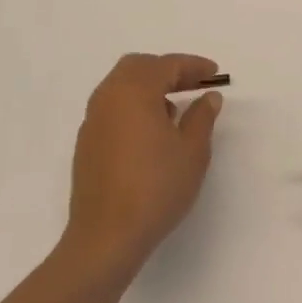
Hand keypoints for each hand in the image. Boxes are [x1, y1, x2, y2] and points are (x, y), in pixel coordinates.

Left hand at [62, 53, 222, 285]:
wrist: (106, 237)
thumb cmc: (156, 188)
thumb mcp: (192, 151)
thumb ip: (202, 117)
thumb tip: (208, 97)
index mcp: (134, 91)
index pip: (167, 65)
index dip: (193, 66)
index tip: (214, 73)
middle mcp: (108, 97)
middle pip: (138, 67)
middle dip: (167, 70)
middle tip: (193, 84)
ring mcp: (93, 120)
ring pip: (121, 86)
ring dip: (148, 87)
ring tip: (175, 109)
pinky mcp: (86, 143)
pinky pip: (112, 108)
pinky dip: (133, 106)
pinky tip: (151, 132)